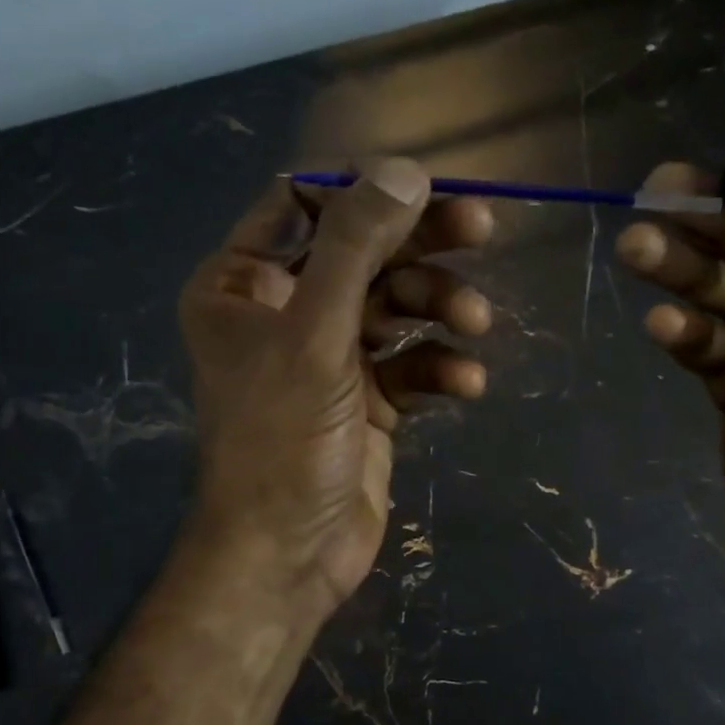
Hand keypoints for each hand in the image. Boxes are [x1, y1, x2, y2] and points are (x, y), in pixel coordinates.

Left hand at [179, 159, 493, 620]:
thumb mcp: (313, 335)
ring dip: (439, 309)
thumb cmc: (282, 441)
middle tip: (482, 227)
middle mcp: (283, 311)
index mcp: (242, 283)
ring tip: (475, 324)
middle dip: (419, 244)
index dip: (363, 191)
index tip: (424, 187)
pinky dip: (440, 368)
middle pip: (361, 251)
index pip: (302, 204)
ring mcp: (329, 357)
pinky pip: (411, 365)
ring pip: (394, 307)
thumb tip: (404, 169)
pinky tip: (467, 385)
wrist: (288, 555)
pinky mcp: (368, 401)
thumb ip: (354, 248)